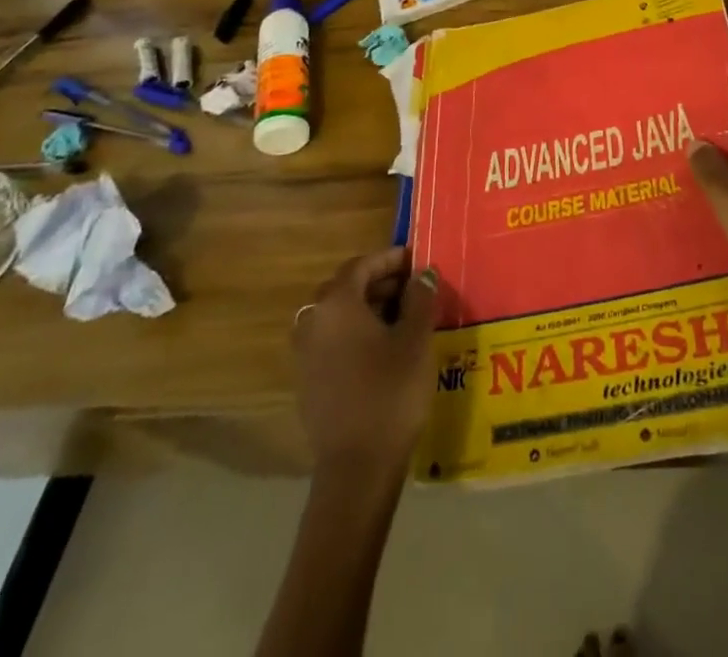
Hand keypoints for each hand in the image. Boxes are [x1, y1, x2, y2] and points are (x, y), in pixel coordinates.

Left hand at [293, 247, 438, 476]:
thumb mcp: (416, 338)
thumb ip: (420, 298)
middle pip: (346, 288)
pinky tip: (384, 349)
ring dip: (368, 308)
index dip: (391, 258)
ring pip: (338, 316)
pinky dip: (356, 333)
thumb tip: (422, 274)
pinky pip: (333, 341)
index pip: (362, 265)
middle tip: (413, 288)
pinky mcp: (308, 382)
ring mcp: (305, 354)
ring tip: (404, 317)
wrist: (357, 468)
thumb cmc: (390, 391)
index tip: (417, 261)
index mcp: (336, 304)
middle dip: (380, 282)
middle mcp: (313, 322)